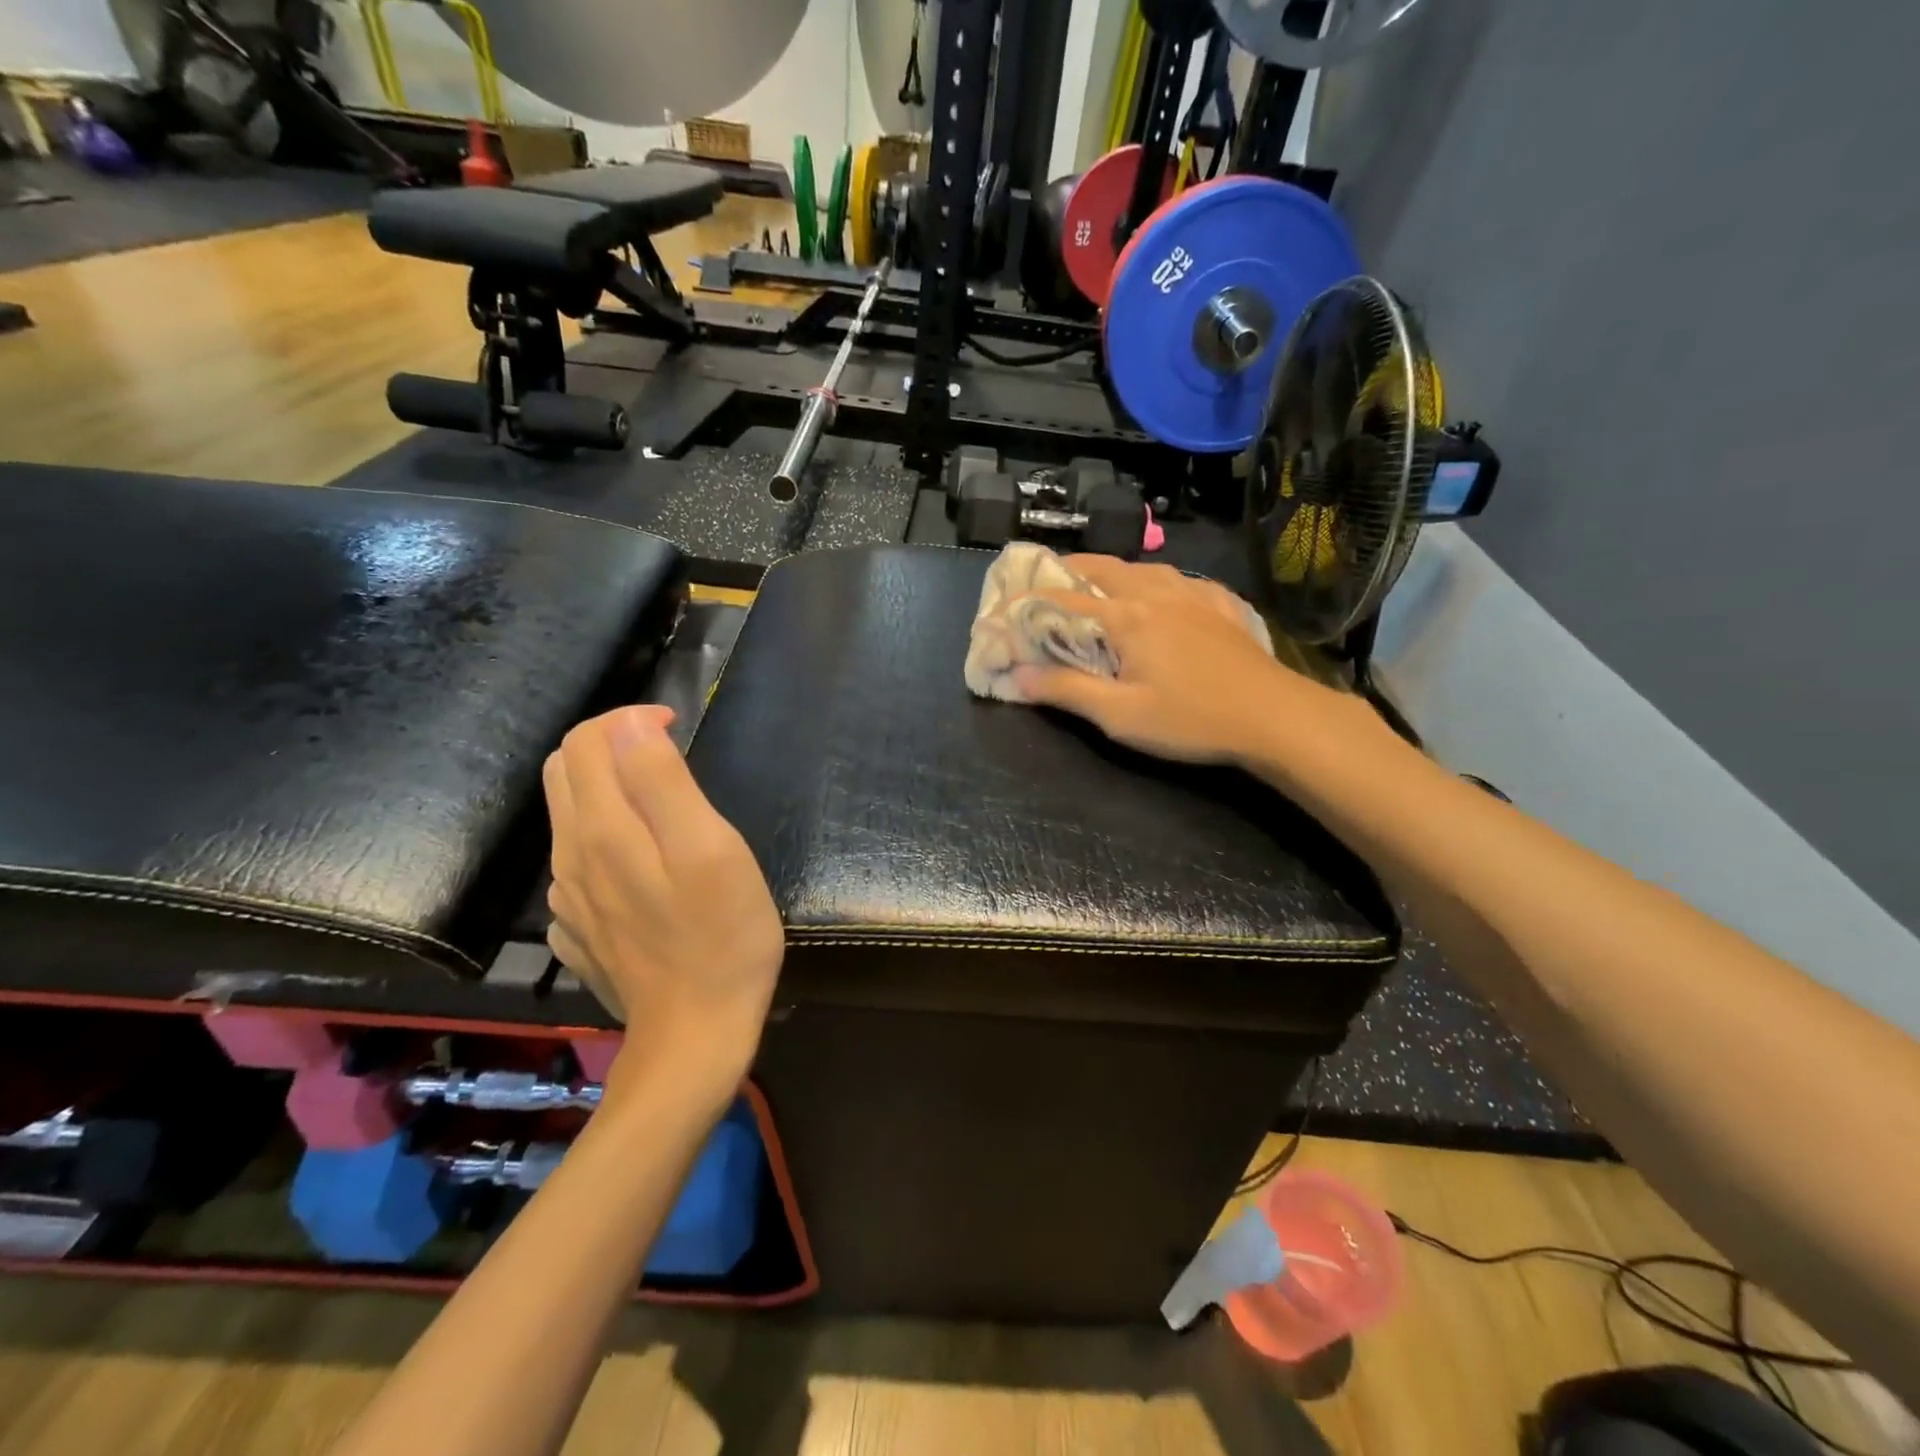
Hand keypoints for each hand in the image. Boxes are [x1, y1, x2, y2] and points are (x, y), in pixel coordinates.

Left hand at [543, 706, 783, 1102]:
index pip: (586, 741)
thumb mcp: (711, 850)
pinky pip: (579, 864)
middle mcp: (570, 857)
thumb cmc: (722, 938)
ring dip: (610, 791)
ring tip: (666, 806)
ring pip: (570, 818)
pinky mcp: (579, 930)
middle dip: (612, 746)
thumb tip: (633, 727)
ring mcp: (569, 900)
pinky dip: (607, 839)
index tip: (677, 727)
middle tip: (669, 757)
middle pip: (567, 772)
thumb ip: (664, 783)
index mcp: (602, 830)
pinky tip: (647, 864)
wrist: (695, 1038)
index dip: (628, 719)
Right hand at [1011, 556, 1359, 765]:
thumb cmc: (1191, 719)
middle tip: (1048, 584)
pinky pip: (1180, 580)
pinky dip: (1157, 583)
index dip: (1028, 602)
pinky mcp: (1222, 605)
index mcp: (1126, 616)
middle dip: (1069, 571)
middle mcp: (1156, 592)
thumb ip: (1066, 692)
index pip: (1063, 599)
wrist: (1276, 717)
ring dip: (1113, 573)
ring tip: (1100, 590)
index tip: (1003, 608)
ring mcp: (1193, 594)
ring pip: (1143, 568)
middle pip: (1102, 567)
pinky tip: (1164, 597)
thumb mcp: (1120, 716)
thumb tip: (1017, 676)